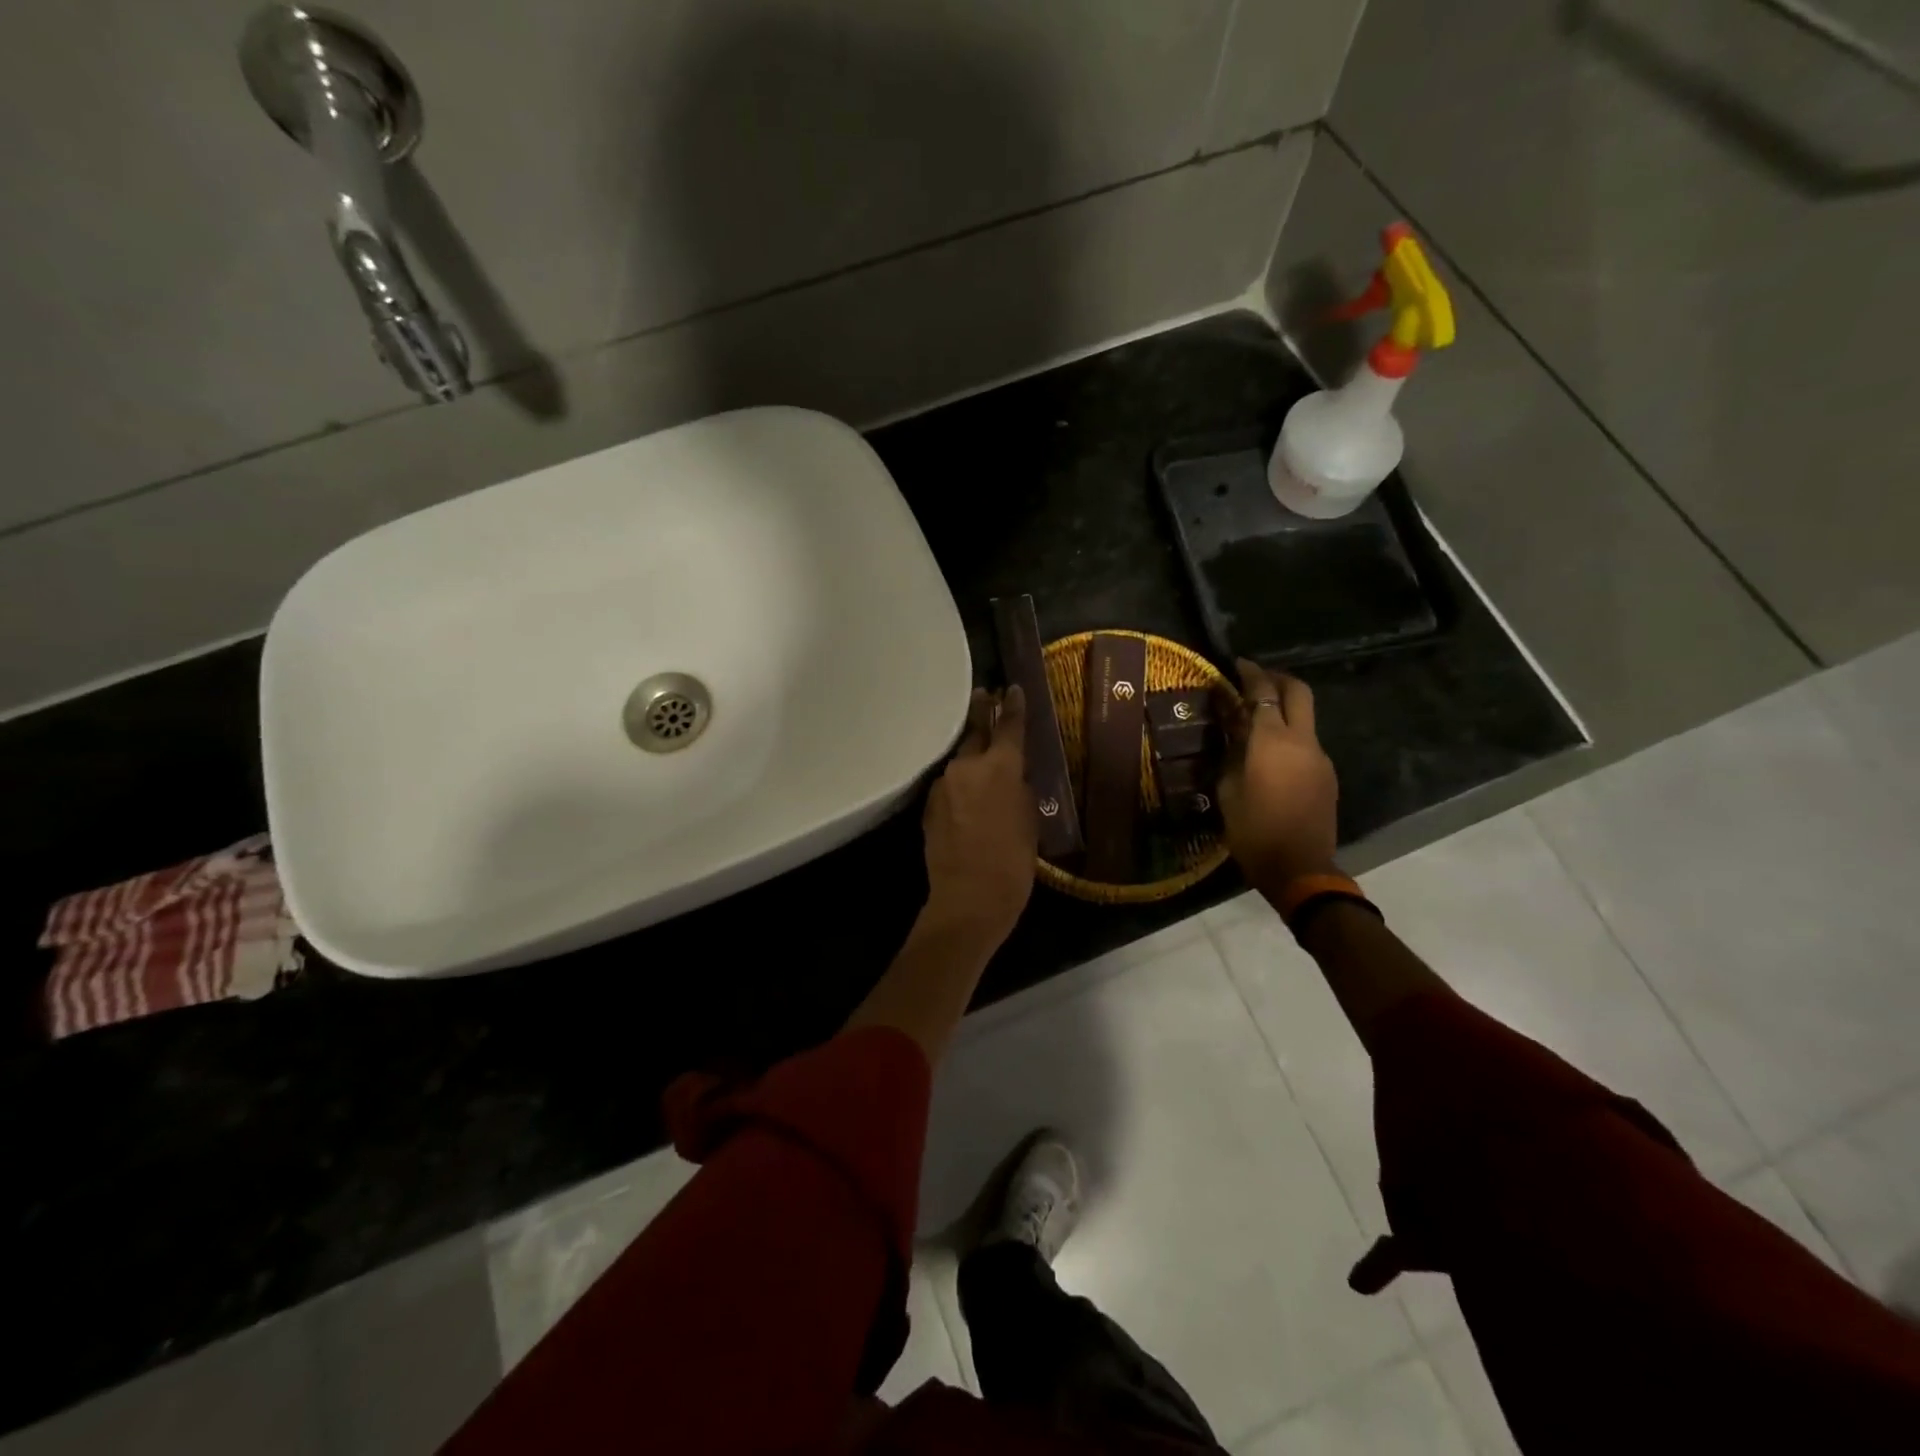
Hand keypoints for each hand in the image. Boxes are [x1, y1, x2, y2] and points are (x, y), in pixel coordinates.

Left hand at [921, 686, 1038, 950]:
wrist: (969, 898)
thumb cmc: (1013, 862)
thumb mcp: (1030, 821)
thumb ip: (1020, 790)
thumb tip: (1011, 778)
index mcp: (1002, 767)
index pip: (1009, 725)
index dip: (1013, 706)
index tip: (1013, 689)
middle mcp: (967, 766)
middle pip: (974, 732)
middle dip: (981, 714)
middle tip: (985, 697)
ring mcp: (943, 785)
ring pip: (959, 762)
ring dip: (970, 758)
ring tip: (980, 762)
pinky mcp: (928, 805)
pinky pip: (948, 786)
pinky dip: (959, 785)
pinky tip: (966, 799)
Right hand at [1215, 659, 1338, 891]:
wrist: (1300, 868)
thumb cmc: (1253, 831)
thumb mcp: (1228, 790)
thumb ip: (1232, 753)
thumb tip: (1233, 732)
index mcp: (1273, 741)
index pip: (1264, 692)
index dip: (1251, 673)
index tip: (1237, 664)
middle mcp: (1302, 741)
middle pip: (1298, 692)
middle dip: (1277, 679)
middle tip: (1254, 680)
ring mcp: (1319, 757)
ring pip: (1305, 718)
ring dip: (1284, 709)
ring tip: (1256, 718)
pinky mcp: (1326, 775)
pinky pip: (1307, 743)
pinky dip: (1289, 735)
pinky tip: (1269, 752)